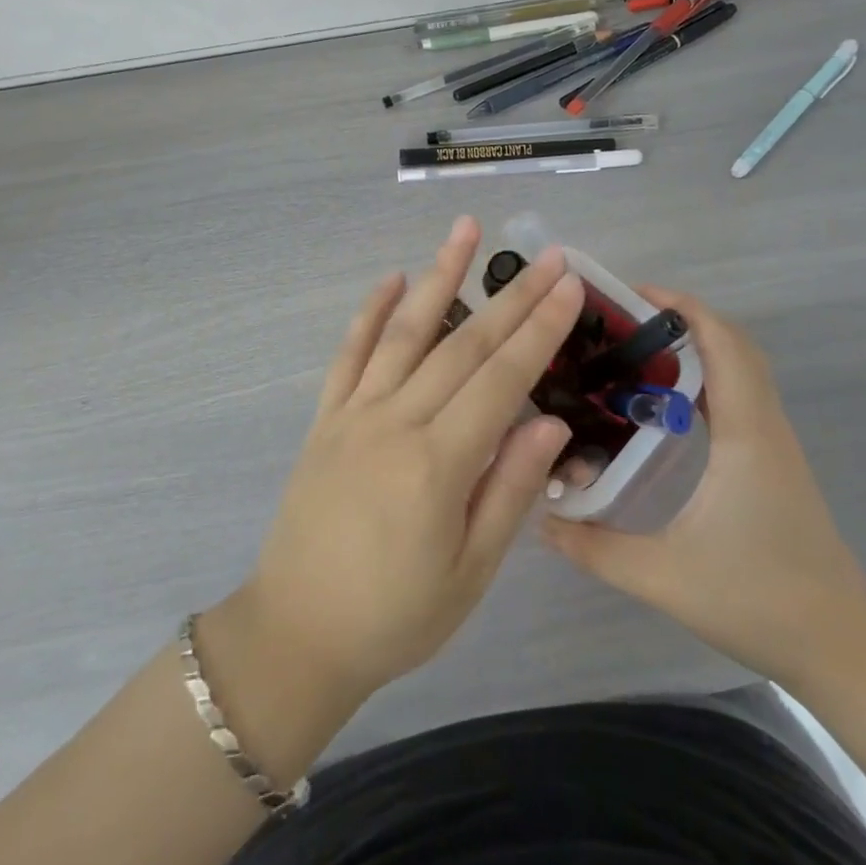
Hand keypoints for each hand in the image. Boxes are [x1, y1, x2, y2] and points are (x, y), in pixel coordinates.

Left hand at [223, 217, 580, 705]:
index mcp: (438, 463)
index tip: (568, 285)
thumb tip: (550, 421)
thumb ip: (510, 490)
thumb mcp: (470, 572)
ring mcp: (355, 412)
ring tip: (465, 231)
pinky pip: (350, 352)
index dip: (539, 329)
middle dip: (511, 297)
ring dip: (438, 276)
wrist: (297, 633)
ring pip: (405, 330)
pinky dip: (371, 311)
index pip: (501, 378)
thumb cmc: (395, 615)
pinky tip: (392, 278)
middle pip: (464, 344)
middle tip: (546, 255)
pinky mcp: (326, 416)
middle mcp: (396, 421)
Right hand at [542, 288, 865, 689]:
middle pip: (732, 342)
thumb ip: (596, 548)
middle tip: (622, 320)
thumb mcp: (665, 578)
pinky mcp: (772, 459)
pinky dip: (705, 374)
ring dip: (694, 343)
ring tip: (635, 349)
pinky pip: (740, 393)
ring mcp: (773, 441)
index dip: (680, 307)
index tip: (629, 296)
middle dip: (680, 316)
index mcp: (744, 434)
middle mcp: (764, 424)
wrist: (842, 650)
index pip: (722, 343)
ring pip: (740, 366)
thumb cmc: (759, 602)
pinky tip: (665, 399)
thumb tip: (539, 519)